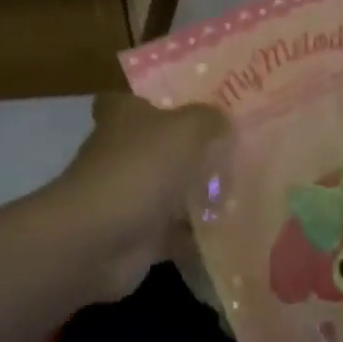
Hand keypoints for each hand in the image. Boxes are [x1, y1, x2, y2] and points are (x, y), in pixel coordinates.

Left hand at [51, 93, 230, 296]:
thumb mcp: (185, 130)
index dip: (154, 104)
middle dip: (190, 152)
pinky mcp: (137, 236)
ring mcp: (128, 196)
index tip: (190, 111)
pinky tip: (233, 234)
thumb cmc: (139, 170)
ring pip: (169, 191)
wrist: (97, 239)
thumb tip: (222, 121)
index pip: (130, 102)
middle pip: (158, 147)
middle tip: (236, 153)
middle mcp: (122, 153)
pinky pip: (174, 233)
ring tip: (245, 193)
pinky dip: (197, 237)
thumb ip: (208, 120)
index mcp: (124, 118)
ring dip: (197, 196)